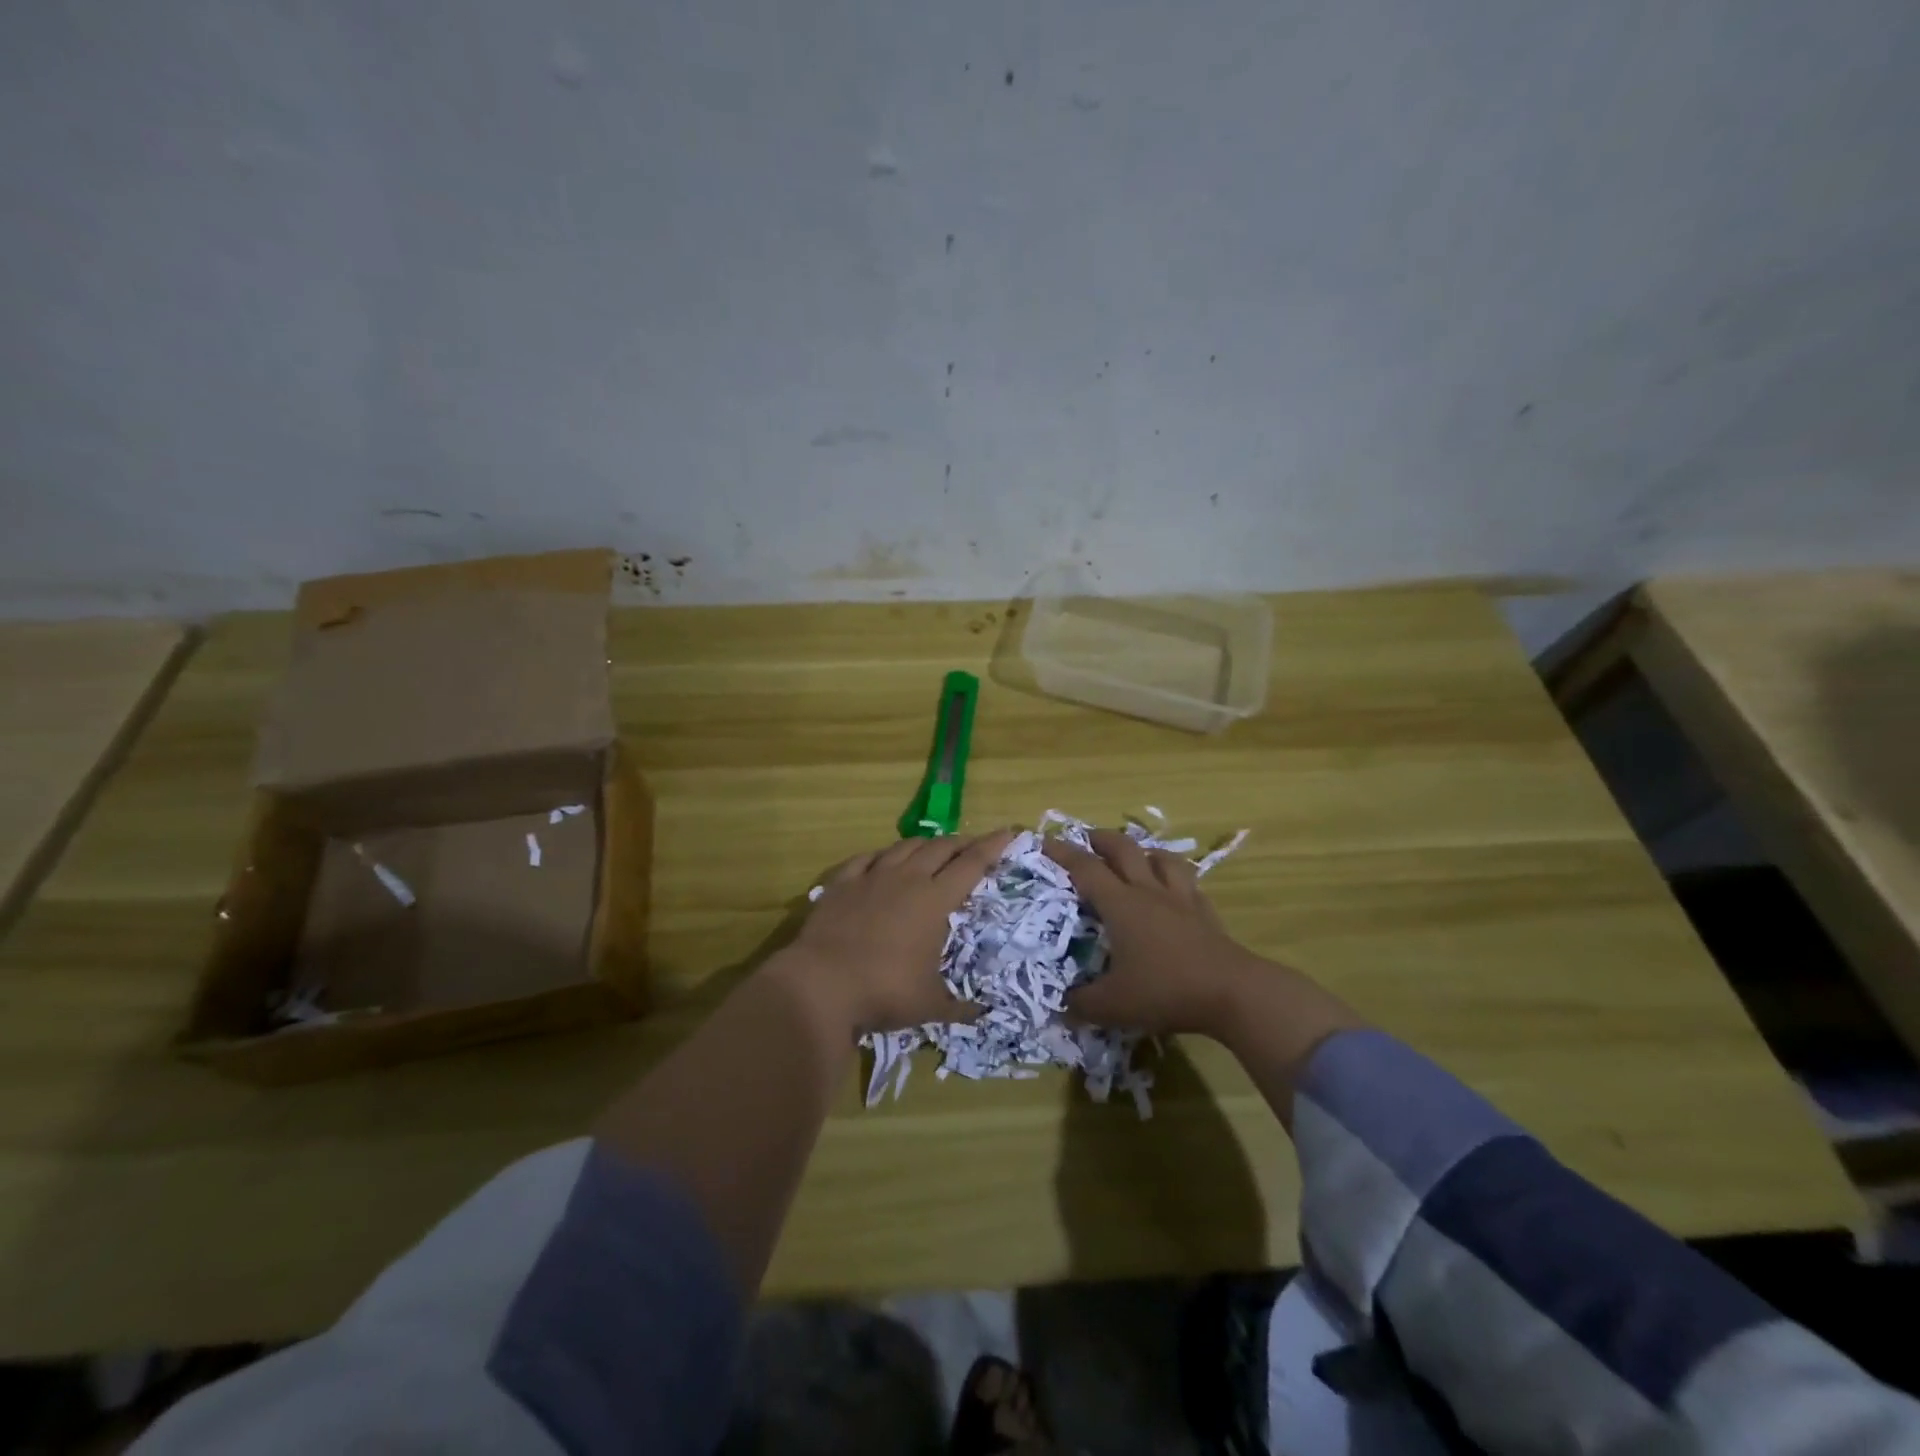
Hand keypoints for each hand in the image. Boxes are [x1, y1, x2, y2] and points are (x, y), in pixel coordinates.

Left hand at [781, 831, 1014, 1034]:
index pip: (972, 864)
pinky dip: (881, 855)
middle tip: (973, 846)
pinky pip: (866, 858)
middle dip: (962, 843)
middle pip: (940, 848)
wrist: (820, 984)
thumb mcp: (929, 1006)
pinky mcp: (842, 883)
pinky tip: (882, 859)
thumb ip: (960, 1007)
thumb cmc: (883, 991)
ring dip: (925, 844)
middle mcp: (907, 879)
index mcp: (934, 900)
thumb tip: (985, 1014)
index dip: (993, 846)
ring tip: (933, 849)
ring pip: (905, 846)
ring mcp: (871, 877)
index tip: (1009, 832)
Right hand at [1044, 830, 1271, 1037]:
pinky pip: (1189, 884)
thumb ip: (1083, 1004)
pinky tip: (1175, 891)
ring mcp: (1181, 900)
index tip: (1045, 842)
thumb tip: (1063, 1006)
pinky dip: (1176, 879)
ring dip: (1144, 851)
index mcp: (1121, 905)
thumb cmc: (1165, 990)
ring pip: (1162, 858)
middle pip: (1124, 850)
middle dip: (1102, 839)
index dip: (1063, 853)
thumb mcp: (1114, 1005)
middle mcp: (1149, 892)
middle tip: (1088, 840)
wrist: (1232, 992)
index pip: (1086, 869)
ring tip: (1136, 857)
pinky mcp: (1206, 913)